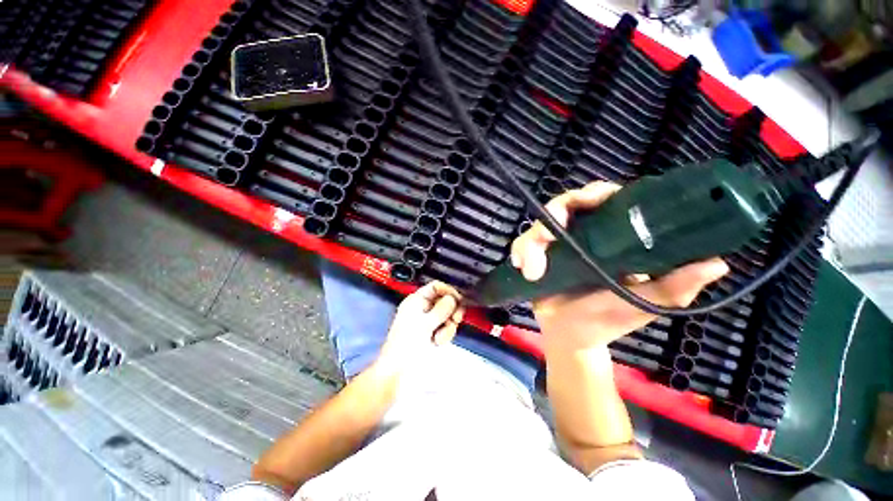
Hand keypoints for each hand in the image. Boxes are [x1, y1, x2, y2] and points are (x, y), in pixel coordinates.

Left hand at [377, 281, 464, 368]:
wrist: (398, 373)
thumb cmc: (407, 345)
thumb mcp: (425, 324)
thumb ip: (441, 309)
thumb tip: (454, 298)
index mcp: (416, 301)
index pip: (436, 287)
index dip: (448, 291)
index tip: (459, 301)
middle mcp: (423, 309)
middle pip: (445, 301)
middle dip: (451, 311)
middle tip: (456, 319)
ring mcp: (428, 322)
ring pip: (448, 316)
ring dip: (447, 326)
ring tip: (439, 337)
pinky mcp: (433, 333)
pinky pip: (446, 328)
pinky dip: (445, 334)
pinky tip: (438, 342)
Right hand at [511, 182, 728, 352]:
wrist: (570, 336)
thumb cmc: (607, 320)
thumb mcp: (641, 303)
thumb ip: (674, 287)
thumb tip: (717, 263)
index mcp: (611, 238)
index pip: (607, 201)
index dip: (600, 192)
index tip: (596, 198)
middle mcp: (582, 235)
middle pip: (567, 204)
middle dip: (557, 211)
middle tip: (553, 230)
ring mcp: (556, 245)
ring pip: (539, 224)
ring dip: (532, 240)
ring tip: (531, 268)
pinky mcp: (536, 255)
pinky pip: (522, 244)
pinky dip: (520, 250)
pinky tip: (521, 265)